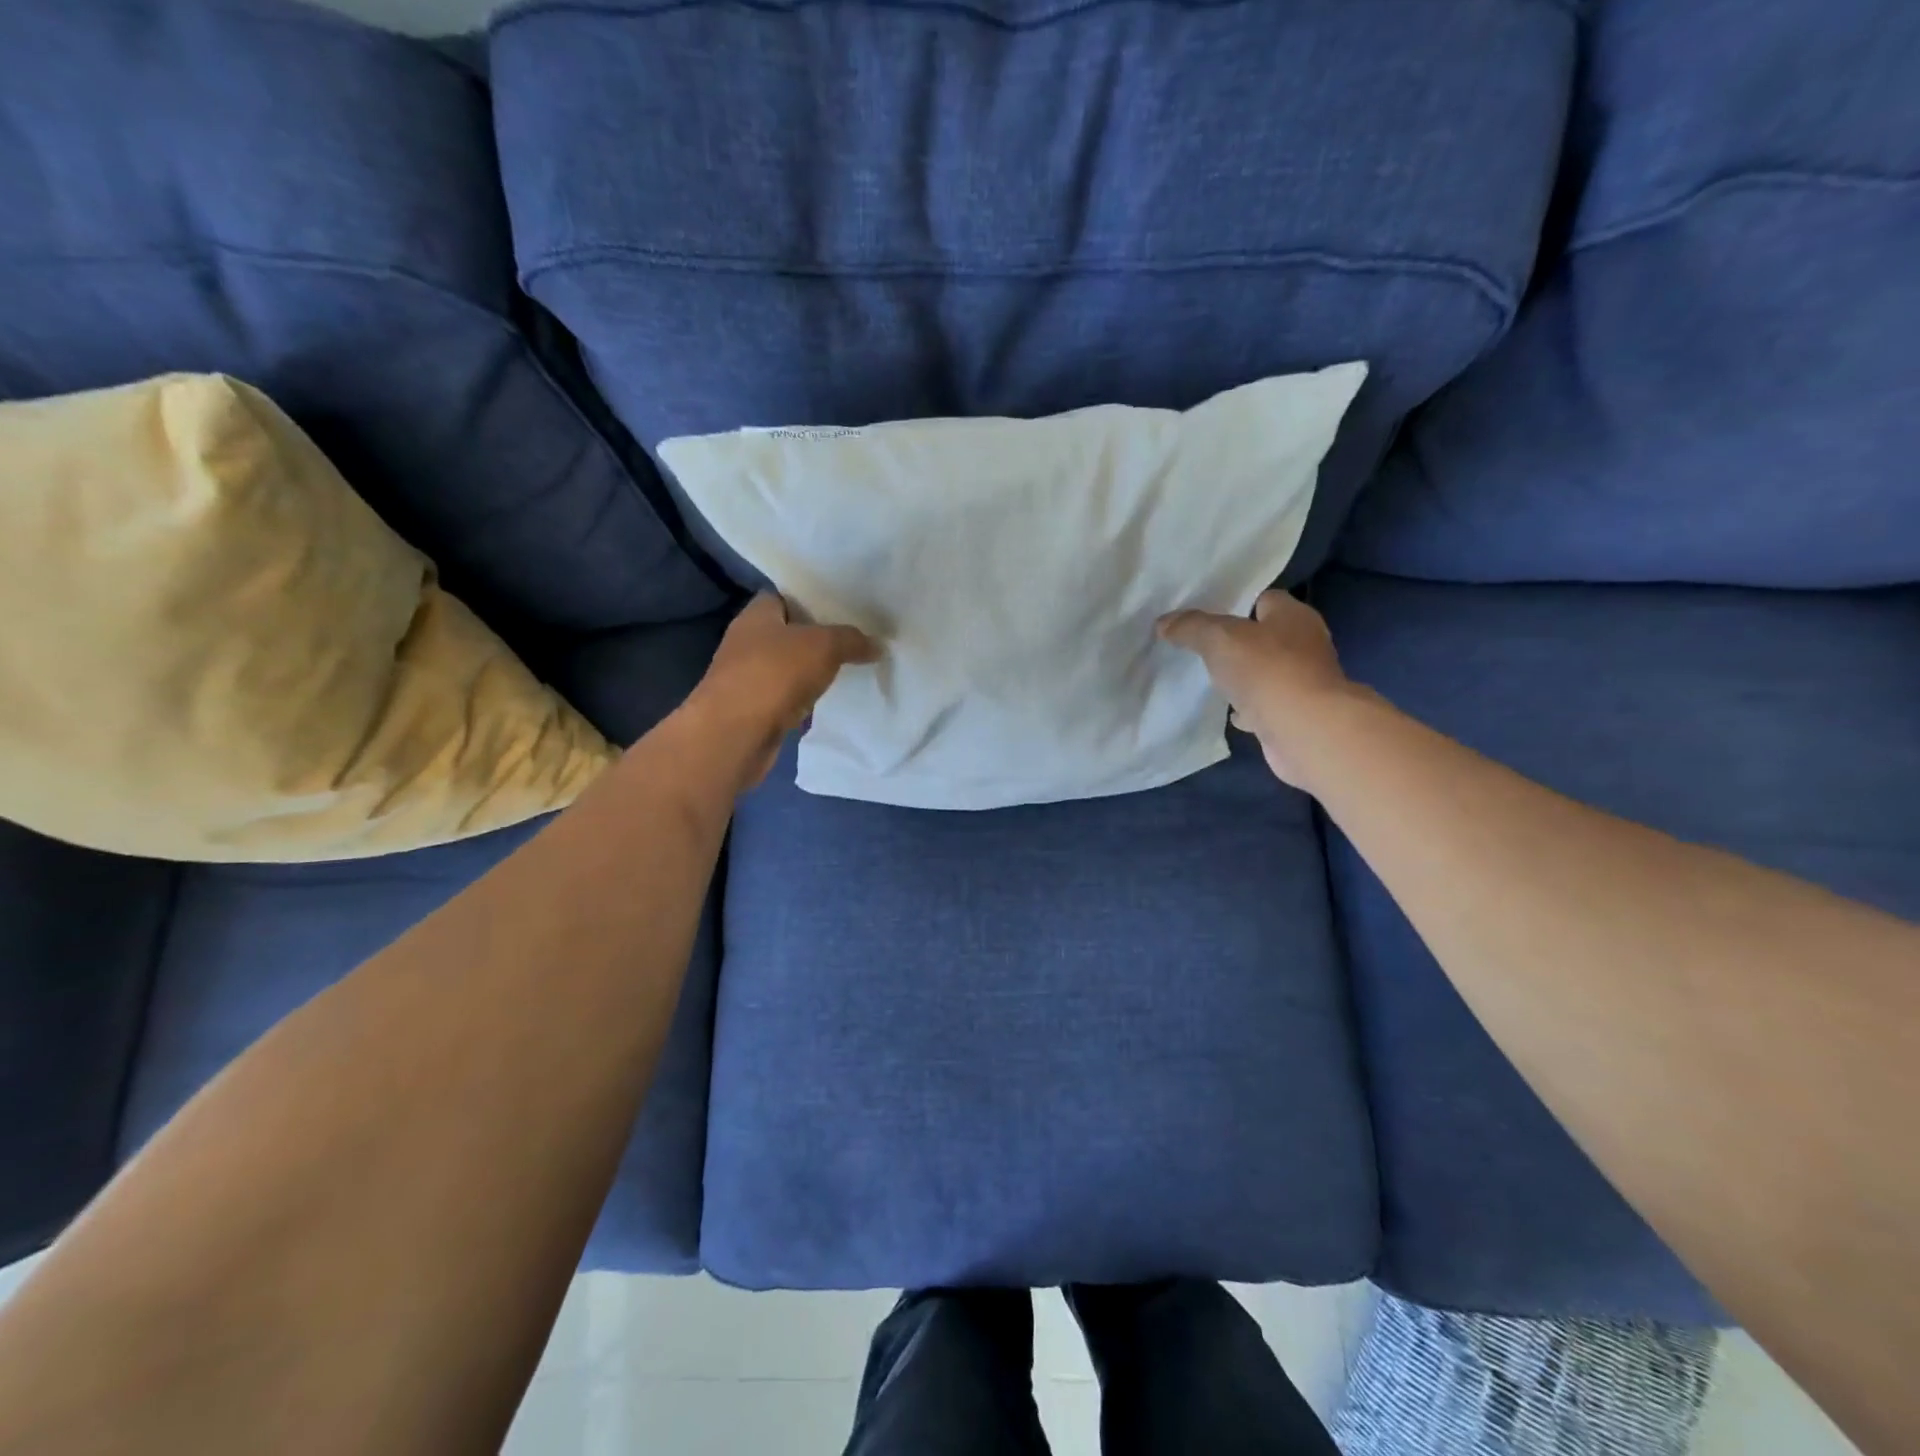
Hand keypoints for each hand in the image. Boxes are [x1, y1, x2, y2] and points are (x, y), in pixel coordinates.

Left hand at [687, 594, 879, 787]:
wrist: (735, 735)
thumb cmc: (774, 674)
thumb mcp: (823, 646)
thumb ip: (852, 640)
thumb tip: (877, 645)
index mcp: (757, 614)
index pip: (786, 596)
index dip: (813, 598)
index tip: (845, 607)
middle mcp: (748, 642)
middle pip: (790, 632)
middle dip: (820, 636)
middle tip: (857, 638)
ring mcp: (749, 677)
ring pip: (790, 667)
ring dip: (814, 670)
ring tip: (851, 668)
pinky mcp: (755, 709)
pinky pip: (788, 696)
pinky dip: (806, 698)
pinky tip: (830, 700)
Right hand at [1158, 589, 1357, 788]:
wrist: (1304, 731)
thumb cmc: (1266, 671)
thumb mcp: (1218, 638)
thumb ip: (1191, 627)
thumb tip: (1164, 622)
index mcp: (1294, 616)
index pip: (1265, 599)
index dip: (1237, 605)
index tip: (1207, 618)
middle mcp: (1305, 645)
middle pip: (1266, 637)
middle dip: (1238, 643)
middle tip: (1202, 648)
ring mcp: (1304, 682)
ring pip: (1266, 672)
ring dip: (1244, 677)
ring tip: (1211, 679)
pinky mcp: (1297, 714)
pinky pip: (1267, 704)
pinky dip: (1249, 708)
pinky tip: (1229, 713)